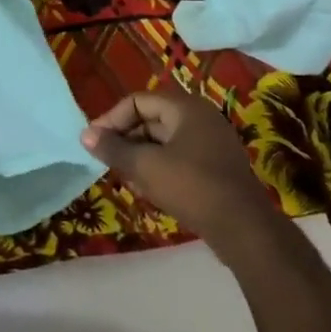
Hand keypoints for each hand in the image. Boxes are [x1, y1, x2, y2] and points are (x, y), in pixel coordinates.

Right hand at [81, 88, 276, 248]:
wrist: (244, 230)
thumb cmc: (191, 187)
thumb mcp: (144, 166)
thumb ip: (112, 148)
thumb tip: (85, 135)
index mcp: (186, 108)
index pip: (137, 101)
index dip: (111, 119)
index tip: (94, 143)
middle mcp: (201, 119)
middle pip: (150, 121)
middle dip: (125, 141)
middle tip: (107, 162)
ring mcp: (211, 145)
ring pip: (163, 143)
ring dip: (140, 158)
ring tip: (126, 180)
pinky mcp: (215, 169)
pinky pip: (178, 160)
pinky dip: (159, 170)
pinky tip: (148, 192)